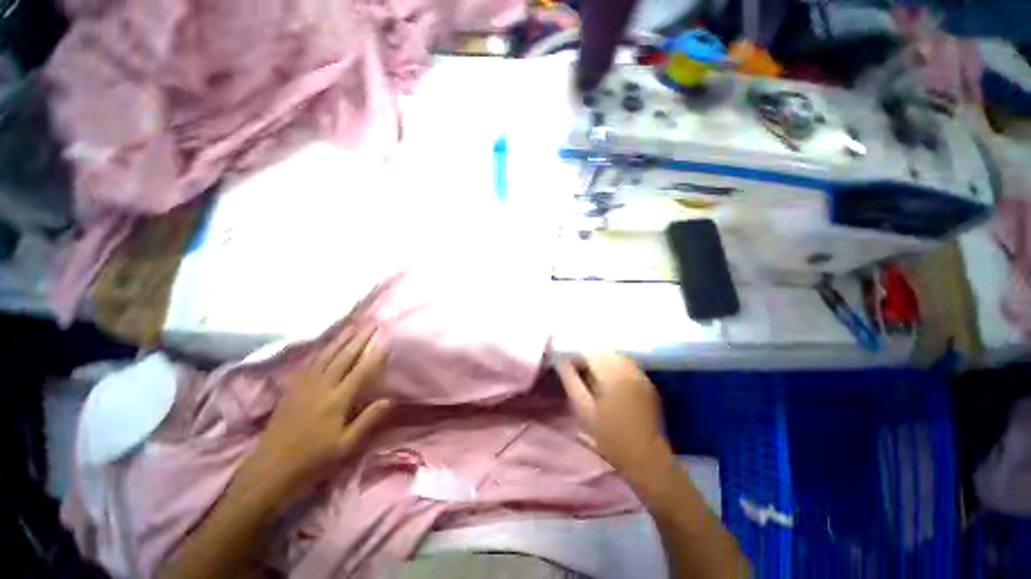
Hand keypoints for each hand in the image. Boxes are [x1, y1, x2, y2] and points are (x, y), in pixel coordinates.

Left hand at [253, 325, 392, 488]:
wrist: (270, 470)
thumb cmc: (313, 460)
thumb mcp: (346, 446)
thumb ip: (368, 420)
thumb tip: (391, 399)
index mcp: (337, 401)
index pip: (361, 371)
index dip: (375, 354)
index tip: (386, 340)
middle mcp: (321, 387)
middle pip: (343, 357)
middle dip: (359, 338)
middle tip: (372, 323)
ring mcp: (304, 386)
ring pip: (325, 355)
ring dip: (340, 338)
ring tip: (352, 325)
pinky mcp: (292, 388)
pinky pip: (308, 363)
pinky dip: (320, 349)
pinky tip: (325, 343)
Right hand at [558, 352, 670, 476]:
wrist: (645, 456)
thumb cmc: (610, 435)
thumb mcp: (584, 410)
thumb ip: (571, 381)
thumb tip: (562, 361)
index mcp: (611, 373)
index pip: (590, 350)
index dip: (577, 353)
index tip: (569, 364)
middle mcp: (628, 368)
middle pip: (604, 350)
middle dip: (589, 356)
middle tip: (579, 371)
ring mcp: (640, 374)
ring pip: (616, 355)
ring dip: (602, 361)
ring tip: (593, 377)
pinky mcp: (647, 382)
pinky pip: (627, 365)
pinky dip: (615, 367)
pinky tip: (610, 383)